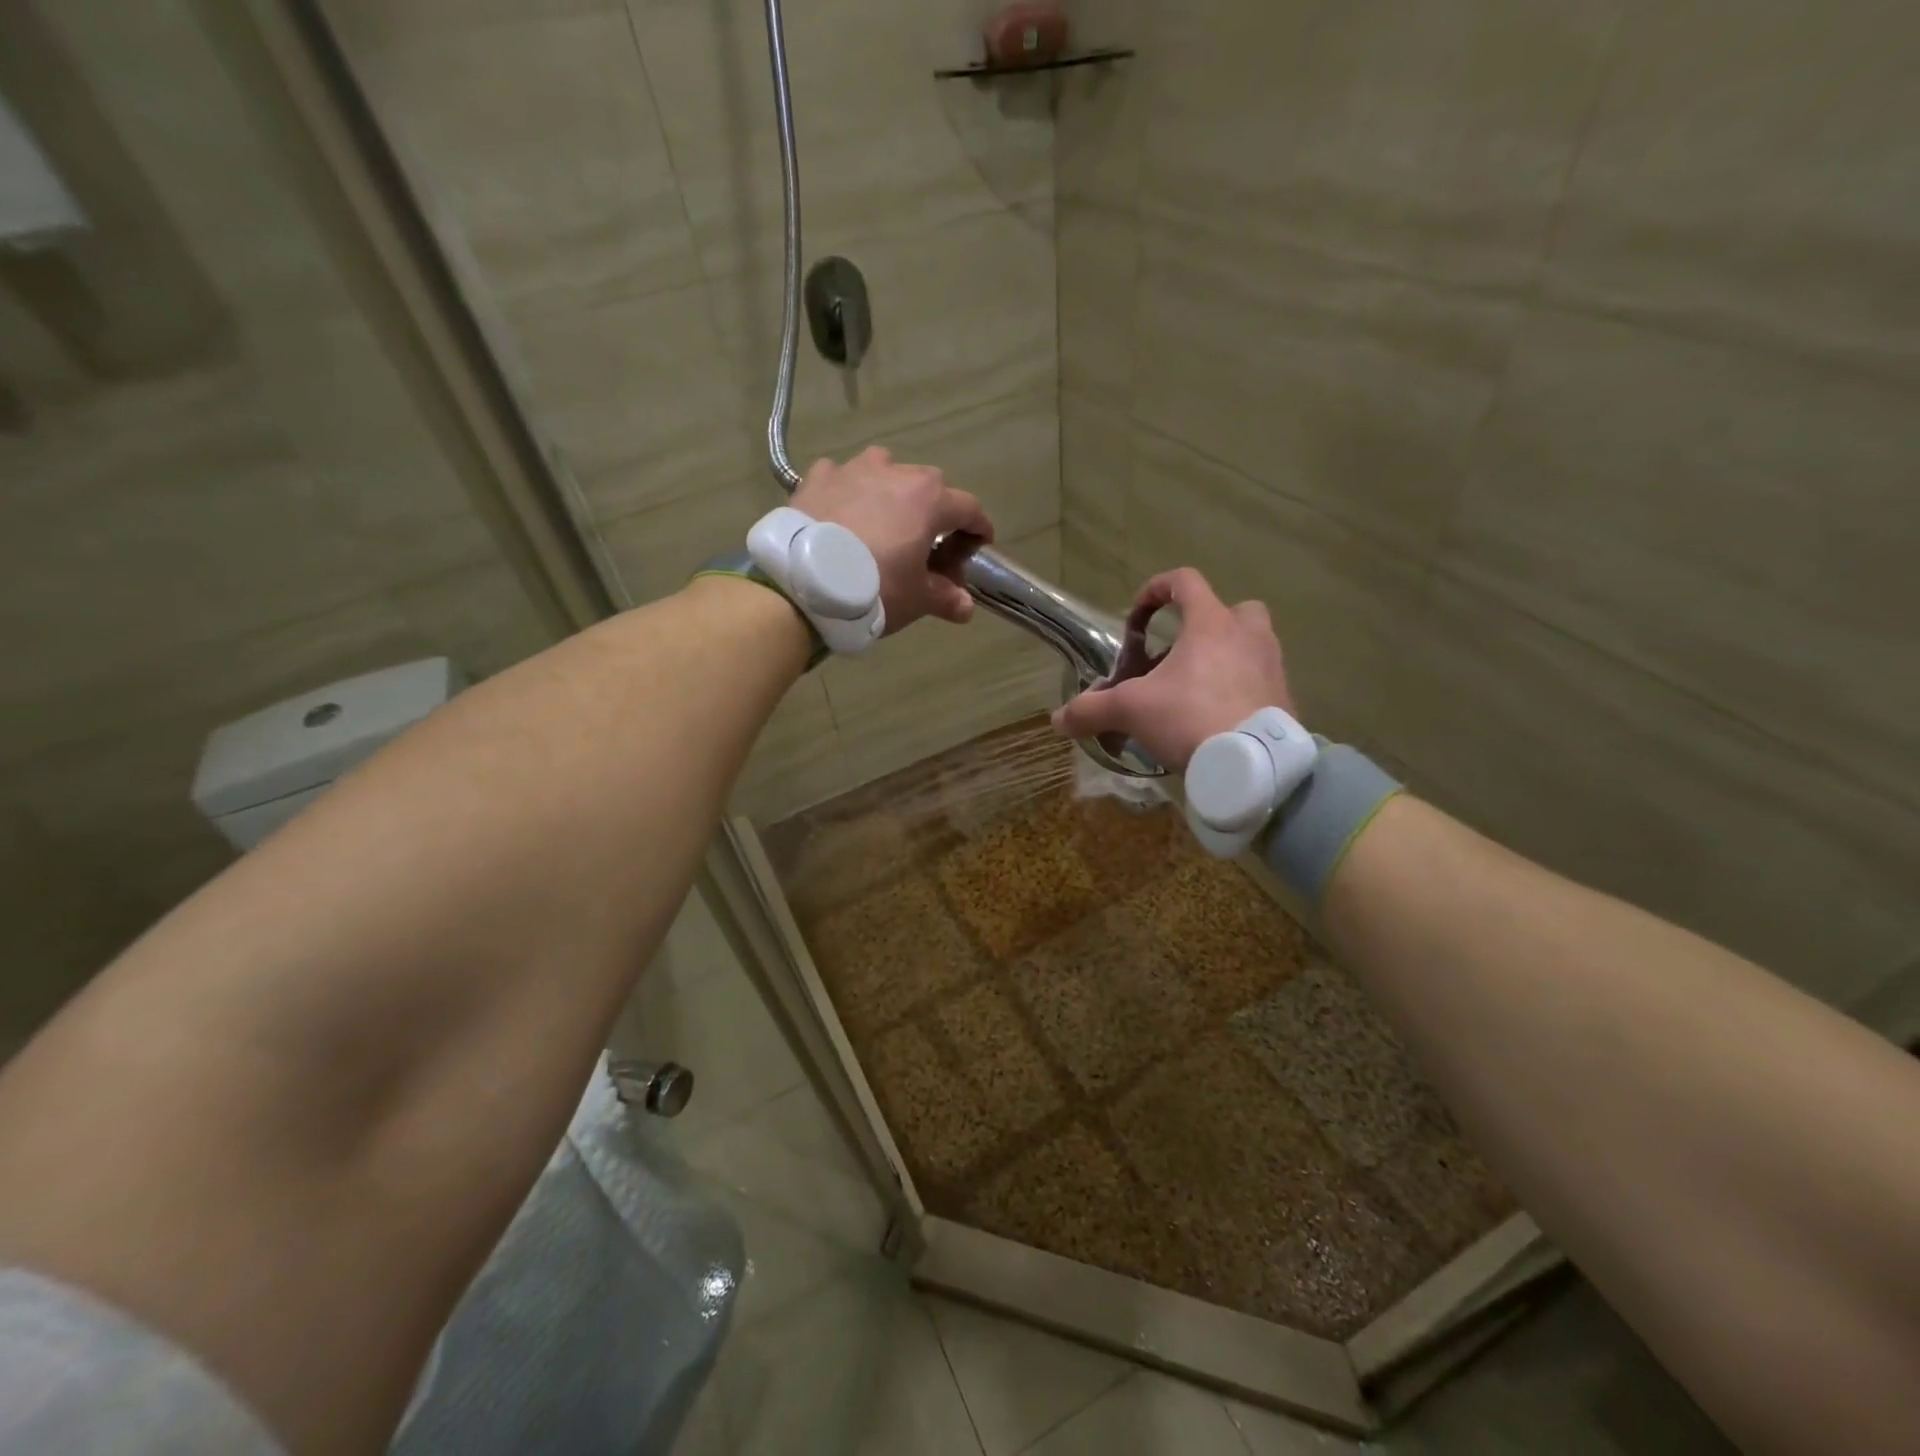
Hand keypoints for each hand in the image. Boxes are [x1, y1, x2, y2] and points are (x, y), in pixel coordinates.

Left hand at [791, 447, 992, 632]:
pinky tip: (841, 514)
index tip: (978, 545)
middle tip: (927, 544)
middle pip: (928, 486)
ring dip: (890, 491)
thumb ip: (945, 598)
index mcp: (929, 499)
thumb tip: (966, 606)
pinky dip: (847, 492)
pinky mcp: (817, 478)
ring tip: (882, 521)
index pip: (969, 508)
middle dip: (934, 511)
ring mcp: (853, 470)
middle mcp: (895, 473)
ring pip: (884, 470)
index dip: (978, 528)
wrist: (804, 583)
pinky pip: (840, 477)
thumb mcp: (917, 599)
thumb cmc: (875, 587)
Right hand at [1051, 567, 1293, 771]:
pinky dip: (1241, 691)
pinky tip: (1218, 718)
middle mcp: (1248, 635)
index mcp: (1210, 623)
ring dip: (1227, 657)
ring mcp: (1272, 666)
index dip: (1155, 590)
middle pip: (1234, 609)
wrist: (1251, 764)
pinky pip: (1261, 682)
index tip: (1136, 618)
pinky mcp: (1285, 699)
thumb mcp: (1130, 711)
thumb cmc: (1189, 718)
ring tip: (1197, 690)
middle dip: (1208, 624)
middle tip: (1181, 654)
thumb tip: (1057, 720)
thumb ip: (1091, 710)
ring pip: (1252, 645)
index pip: (1185, 581)